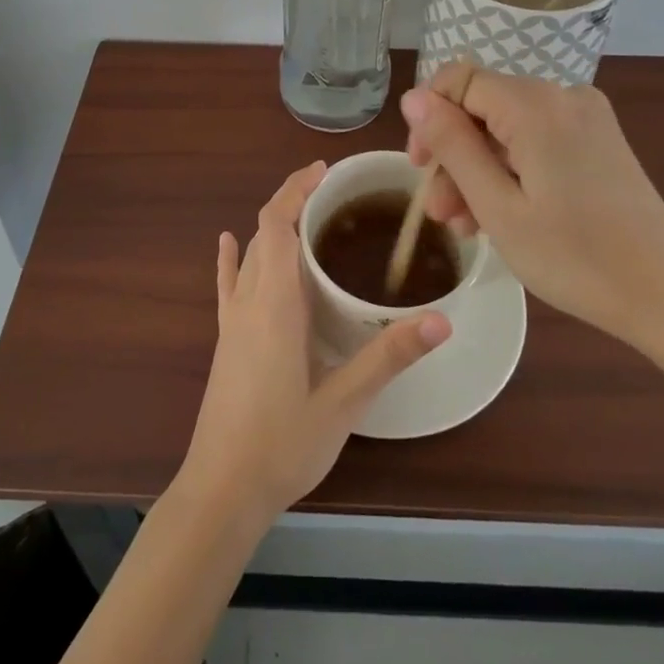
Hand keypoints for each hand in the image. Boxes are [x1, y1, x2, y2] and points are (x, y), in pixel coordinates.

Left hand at [177, 161, 450, 528]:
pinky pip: (228, 284)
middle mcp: (249, 300)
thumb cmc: (283, 444)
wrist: (222, 491)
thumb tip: (441, 320)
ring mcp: (233, 320)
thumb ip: (389, 357)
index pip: (276, 223)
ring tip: (308, 215)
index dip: (295, 189)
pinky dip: (231, 257)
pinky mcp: (226, 340)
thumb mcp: (344, 402)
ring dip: (274, 226)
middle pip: (264, 231)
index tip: (324, 171)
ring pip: (250, 254)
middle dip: (292, 201)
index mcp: (274, 303)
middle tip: (333, 193)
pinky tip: (228, 242)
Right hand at [401, 65, 663, 352]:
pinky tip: (500, 214)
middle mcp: (562, 95)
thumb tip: (414, 98)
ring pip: (507, 126)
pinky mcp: (598, 139)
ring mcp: (586, 116)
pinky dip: (511, 169)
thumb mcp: (498, 207)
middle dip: (454, 154)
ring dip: (479, 168)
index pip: (459, 80)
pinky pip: (536, 139)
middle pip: (483, 107)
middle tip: (441, 213)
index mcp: (536, 105)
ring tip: (466, 226)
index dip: (429, 118)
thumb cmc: (577, 258)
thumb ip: (452, 145)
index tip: (419, 168)